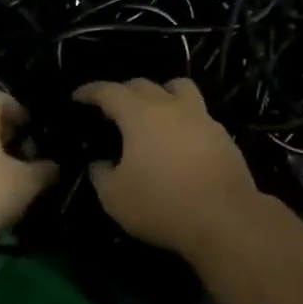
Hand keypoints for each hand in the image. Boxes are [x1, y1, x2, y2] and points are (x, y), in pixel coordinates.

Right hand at [72, 78, 257, 254]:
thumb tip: (100, 163)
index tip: (78, 96)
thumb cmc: (162, 204)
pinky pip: (197, 114)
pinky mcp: (222, 134)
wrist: (225, 218)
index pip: (108, 91)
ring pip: (178, 88)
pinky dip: (183, 118)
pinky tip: (179, 139)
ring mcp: (200, 116)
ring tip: (153, 111)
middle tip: (112, 108)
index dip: (90, 91)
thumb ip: (101, 175)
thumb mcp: (115, 198)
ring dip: (161, 93)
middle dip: (122, 92)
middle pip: (142, 84)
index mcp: (138, 113)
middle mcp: (169, 105)